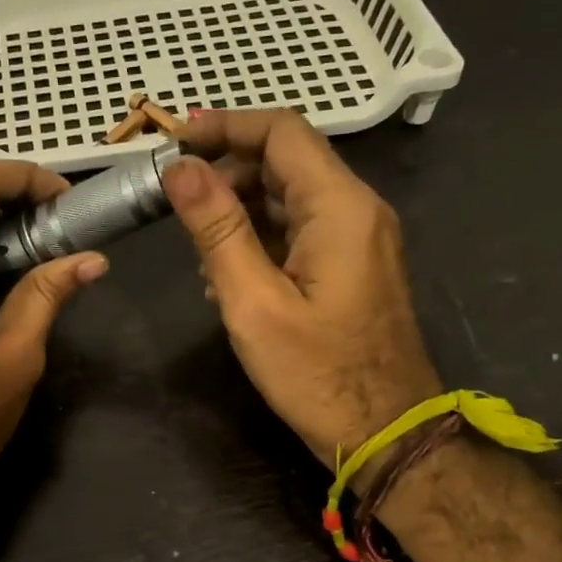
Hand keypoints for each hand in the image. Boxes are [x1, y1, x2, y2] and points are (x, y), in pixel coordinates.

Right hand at [162, 110, 440, 477]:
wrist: (387, 435)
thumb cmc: (317, 374)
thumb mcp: (253, 302)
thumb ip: (216, 230)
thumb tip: (180, 168)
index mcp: (339, 207)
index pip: (281, 132)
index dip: (225, 126)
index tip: (173, 141)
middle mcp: (357, 210)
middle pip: (285, 162)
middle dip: (226, 173)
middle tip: (174, 204)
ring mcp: (360, 239)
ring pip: (289, 198)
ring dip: (239, 211)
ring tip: (198, 254)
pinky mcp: (353, 266)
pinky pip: (300, 231)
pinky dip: (260, 239)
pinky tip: (229, 278)